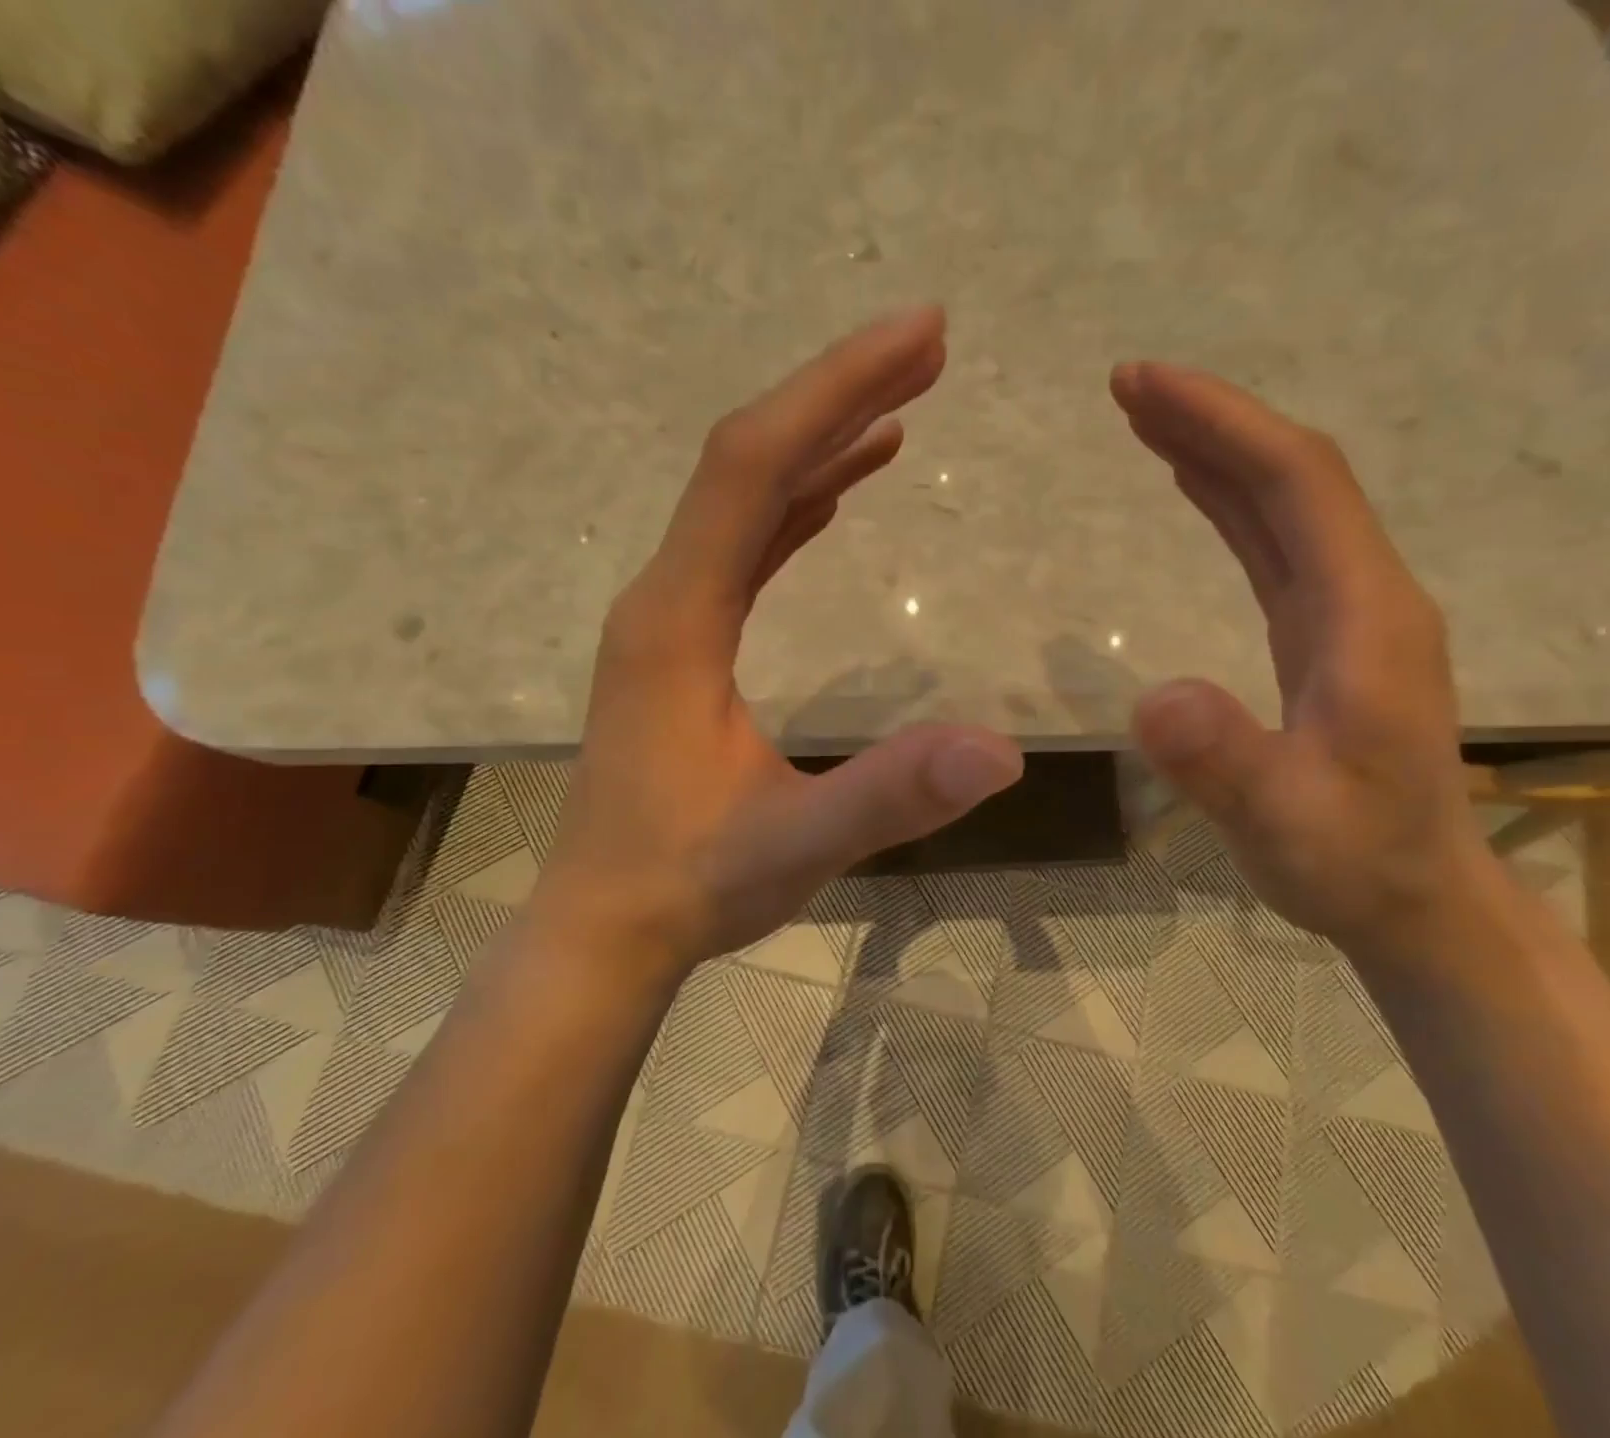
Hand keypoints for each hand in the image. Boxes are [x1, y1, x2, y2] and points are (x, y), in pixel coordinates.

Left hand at [528, 308, 1022, 983]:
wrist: (606, 928)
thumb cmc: (687, 885)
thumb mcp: (796, 844)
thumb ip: (891, 796)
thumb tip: (1003, 751)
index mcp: (679, 619)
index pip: (754, 468)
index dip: (835, 392)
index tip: (919, 336)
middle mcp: (665, 598)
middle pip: (748, 460)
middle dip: (838, 394)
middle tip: (929, 344)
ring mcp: (672, 620)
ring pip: (746, 499)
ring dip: (821, 442)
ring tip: (900, 402)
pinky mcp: (685, 647)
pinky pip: (746, 547)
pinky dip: (798, 503)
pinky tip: (839, 491)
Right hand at [1111, 362, 1491, 954]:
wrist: (1415, 899)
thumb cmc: (1353, 863)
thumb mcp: (1282, 824)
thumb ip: (1226, 762)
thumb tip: (1154, 698)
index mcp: (1367, 617)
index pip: (1298, 484)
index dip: (1223, 424)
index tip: (1145, 385)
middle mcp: (1366, 596)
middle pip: (1293, 477)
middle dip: (1213, 420)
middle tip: (1128, 384)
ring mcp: (1349, 614)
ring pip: (1285, 505)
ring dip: (1219, 452)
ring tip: (1148, 420)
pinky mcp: (1325, 637)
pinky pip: (1277, 546)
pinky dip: (1231, 502)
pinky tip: (1196, 487)